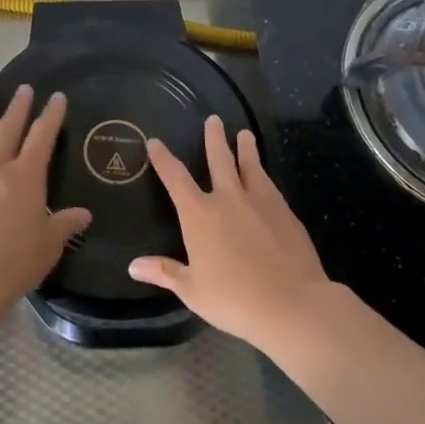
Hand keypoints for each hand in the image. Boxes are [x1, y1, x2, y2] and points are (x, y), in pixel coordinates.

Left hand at [0, 86, 91, 318]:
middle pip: (8, 130)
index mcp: (26, 177)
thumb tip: (83, 214)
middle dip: (18, 108)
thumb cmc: (15, 262)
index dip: (51, 115)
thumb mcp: (49, 245)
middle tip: (23, 89)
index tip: (56, 97)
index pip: (42, 137)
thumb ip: (64, 224)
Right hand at [130, 116, 331, 350]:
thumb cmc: (234, 299)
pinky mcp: (285, 212)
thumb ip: (164, 272)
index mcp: (199, 215)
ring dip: (245, 148)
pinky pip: (269, 185)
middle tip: (213, 120)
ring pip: (250, 166)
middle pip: (219, 160)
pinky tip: (265, 176)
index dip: (163, 159)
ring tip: (244, 134)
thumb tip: (133, 266)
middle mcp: (227, 199)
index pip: (175, 178)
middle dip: (214, 138)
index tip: (155, 142)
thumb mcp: (192, 290)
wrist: (291, 303)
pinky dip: (263, 174)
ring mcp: (259, 202)